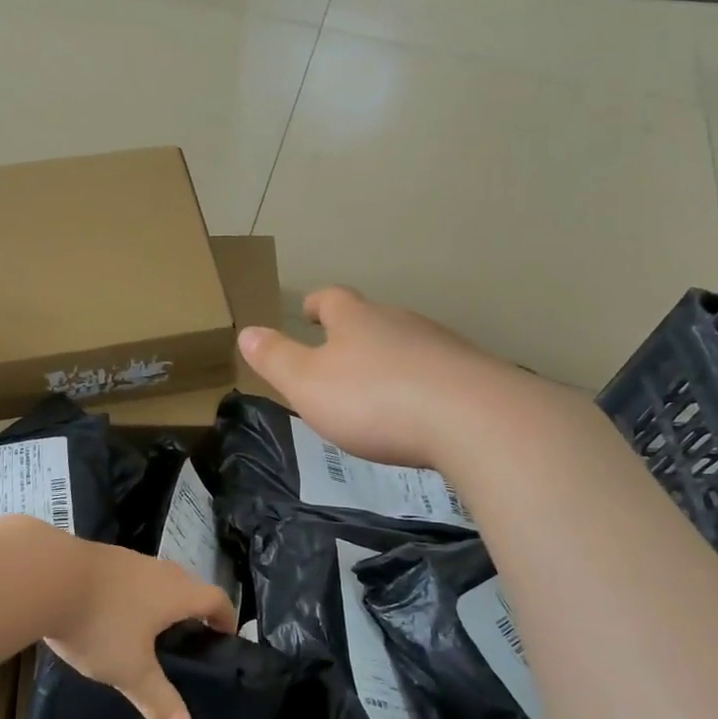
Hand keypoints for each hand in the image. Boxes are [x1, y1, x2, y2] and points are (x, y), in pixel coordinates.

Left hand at [40, 534, 234, 718]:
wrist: (44, 576)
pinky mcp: (98, 557)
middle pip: (188, 586)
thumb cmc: (100, 623)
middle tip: (186, 641)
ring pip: (155, 580)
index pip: (216, 599)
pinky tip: (109, 615)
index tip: (225, 638)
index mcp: (176, 592)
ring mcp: (126, 559)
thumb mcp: (129, 669)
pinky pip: (127, 578)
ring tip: (147, 632)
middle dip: (192, 611)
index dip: (226, 618)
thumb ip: (158, 698)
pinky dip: (129, 596)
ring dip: (158, 602)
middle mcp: (158, 569)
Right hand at [238, 286, 529, 469]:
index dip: (317, 304)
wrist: (470, 419)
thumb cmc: (374, 399)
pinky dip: (421, 384)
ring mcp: (441, 346)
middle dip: (355, 333)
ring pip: (407, 344)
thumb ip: (276, 359)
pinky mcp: (471, 375)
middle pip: (373, 318)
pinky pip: (437, 372)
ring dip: (390, 359)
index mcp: (356, 320)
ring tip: (377, 387)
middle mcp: (400, 322)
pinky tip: (420, 410)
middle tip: (339, 354)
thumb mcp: (308, 383)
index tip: (308, 310)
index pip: (332, 299)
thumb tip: (246, 332)